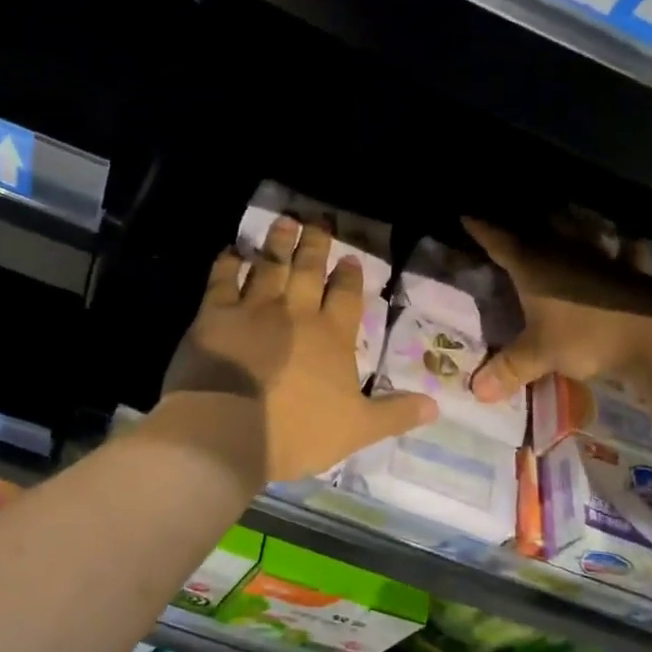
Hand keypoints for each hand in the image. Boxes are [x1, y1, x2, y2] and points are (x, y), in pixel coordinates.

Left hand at [163, 216, 436, 483]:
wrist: (230, 428)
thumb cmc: (296, 432)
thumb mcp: (356, 430)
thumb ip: (394, 414)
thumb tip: (435, 406)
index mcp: (332, 336)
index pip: (347, 296)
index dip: (350, 277)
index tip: (351, 258)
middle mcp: (296, 312)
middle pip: (310, 269)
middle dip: (316, 244)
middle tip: (318, 220)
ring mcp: (254, 308)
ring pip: (271, 265)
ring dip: (278, 242)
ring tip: (285, 220)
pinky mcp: (215, 313)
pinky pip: (222, 279)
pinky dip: (227, 263)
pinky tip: (232, 251)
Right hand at [465, 219, 651, 402]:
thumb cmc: (584, 336)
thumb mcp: (539, 354)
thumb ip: (508, 369)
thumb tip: (475, 392)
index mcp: (533, 265)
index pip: (499, 241)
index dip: (481, 229)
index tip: (467, 216)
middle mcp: (563, 252)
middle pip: (543, 227)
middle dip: (529, 222)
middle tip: (520, 223)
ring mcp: (600, 258)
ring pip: (581, 231)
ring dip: (573, 226)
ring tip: (565, 221)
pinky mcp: (629, 271)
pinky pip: (623, 253)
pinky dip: (620, 250)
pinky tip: (624, 248)